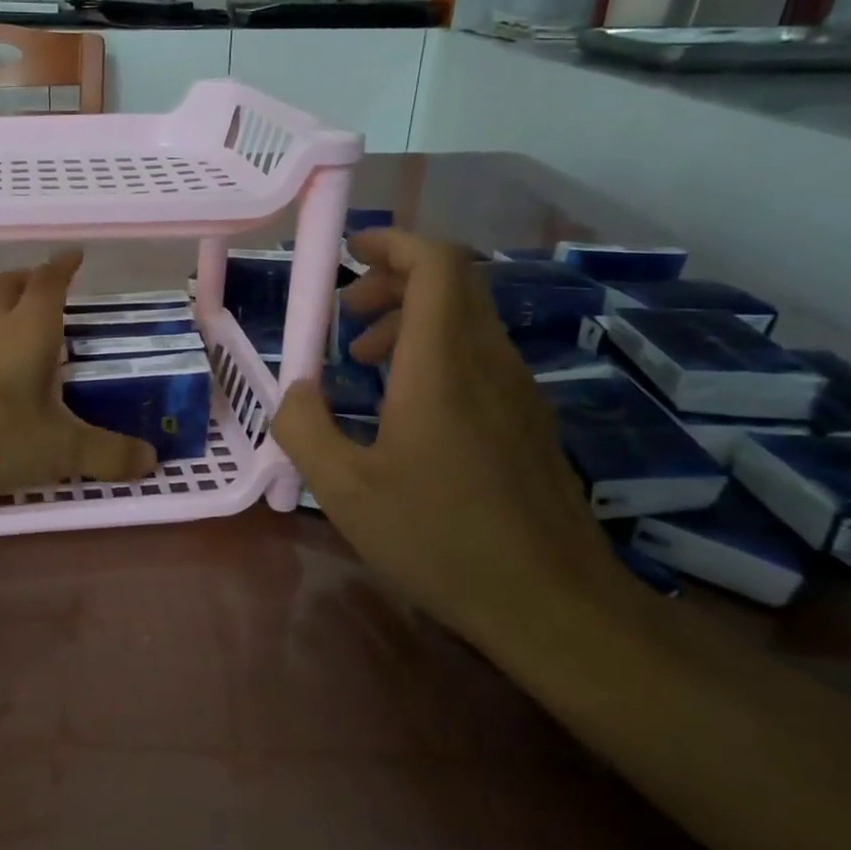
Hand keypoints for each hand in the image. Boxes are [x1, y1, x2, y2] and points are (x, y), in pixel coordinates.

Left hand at [0, 251, 156, 497]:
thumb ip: (107, 454)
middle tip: (44, 284)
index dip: (62, 267)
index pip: (48, 284)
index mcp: (28, 331)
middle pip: (5, 286)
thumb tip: (151, 459)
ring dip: (2, 309)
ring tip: (23, 328)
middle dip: (26, 279)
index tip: (74, 255)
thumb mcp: (60, 449)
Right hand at [271, 230, 614, 627]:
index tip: (351, 252)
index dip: (396, 243)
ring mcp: (518, 391)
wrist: (554, 606)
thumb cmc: (441, 541)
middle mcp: (489, 363)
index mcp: (443, 367)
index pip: (438, 265)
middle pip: (453, 283)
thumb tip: (296, 390)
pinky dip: (436, 353)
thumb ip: (304, 428)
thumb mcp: (345, 490)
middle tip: (344, 316)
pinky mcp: (529, 420)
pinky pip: (480, 357)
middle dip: (393, 282)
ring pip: (467, 320)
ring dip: (411, 320)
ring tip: (364, 361)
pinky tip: (406, 408)